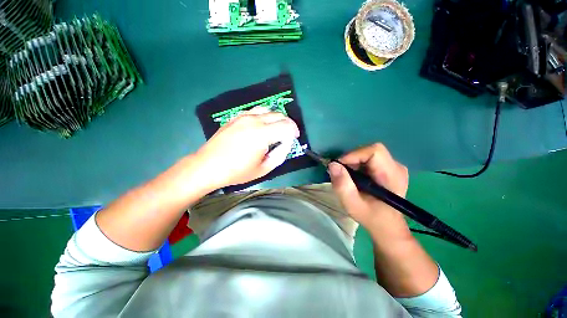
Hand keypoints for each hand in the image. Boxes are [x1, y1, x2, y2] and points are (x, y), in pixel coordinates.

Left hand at [194, 107, 299, 189]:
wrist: (208, 166)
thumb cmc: (237, 171)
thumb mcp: (263, 169)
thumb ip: (280, 155)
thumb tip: (287, 144)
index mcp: (262, 134)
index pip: (287, 126)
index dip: (294, 131)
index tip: (294, 138)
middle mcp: (254, 120)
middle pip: (279, 115)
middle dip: (288, 124)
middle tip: (288, 135)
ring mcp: (244, 116)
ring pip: (268, 110)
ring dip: (276, 118)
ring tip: (276, 129)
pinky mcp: (236, 117)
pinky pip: (255, 111)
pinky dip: (264, 116)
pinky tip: (261, 126)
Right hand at [328, 143, 408, 231]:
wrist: (386, 225)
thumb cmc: (371, 217)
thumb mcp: (352, 204)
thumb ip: (342, 185)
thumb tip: (333, 164)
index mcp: (392, 175)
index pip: (374, 151)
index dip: (354, 155)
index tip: (339, 167)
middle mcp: (397, 166)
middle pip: (369, 151)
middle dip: (351, 160)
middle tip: (342, 174)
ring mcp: (394, 166)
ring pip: (368, 154)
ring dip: (354, 163)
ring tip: (348, 178)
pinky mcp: (389, 168)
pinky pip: (370, 158)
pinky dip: (358, 165)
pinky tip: (356, 177)